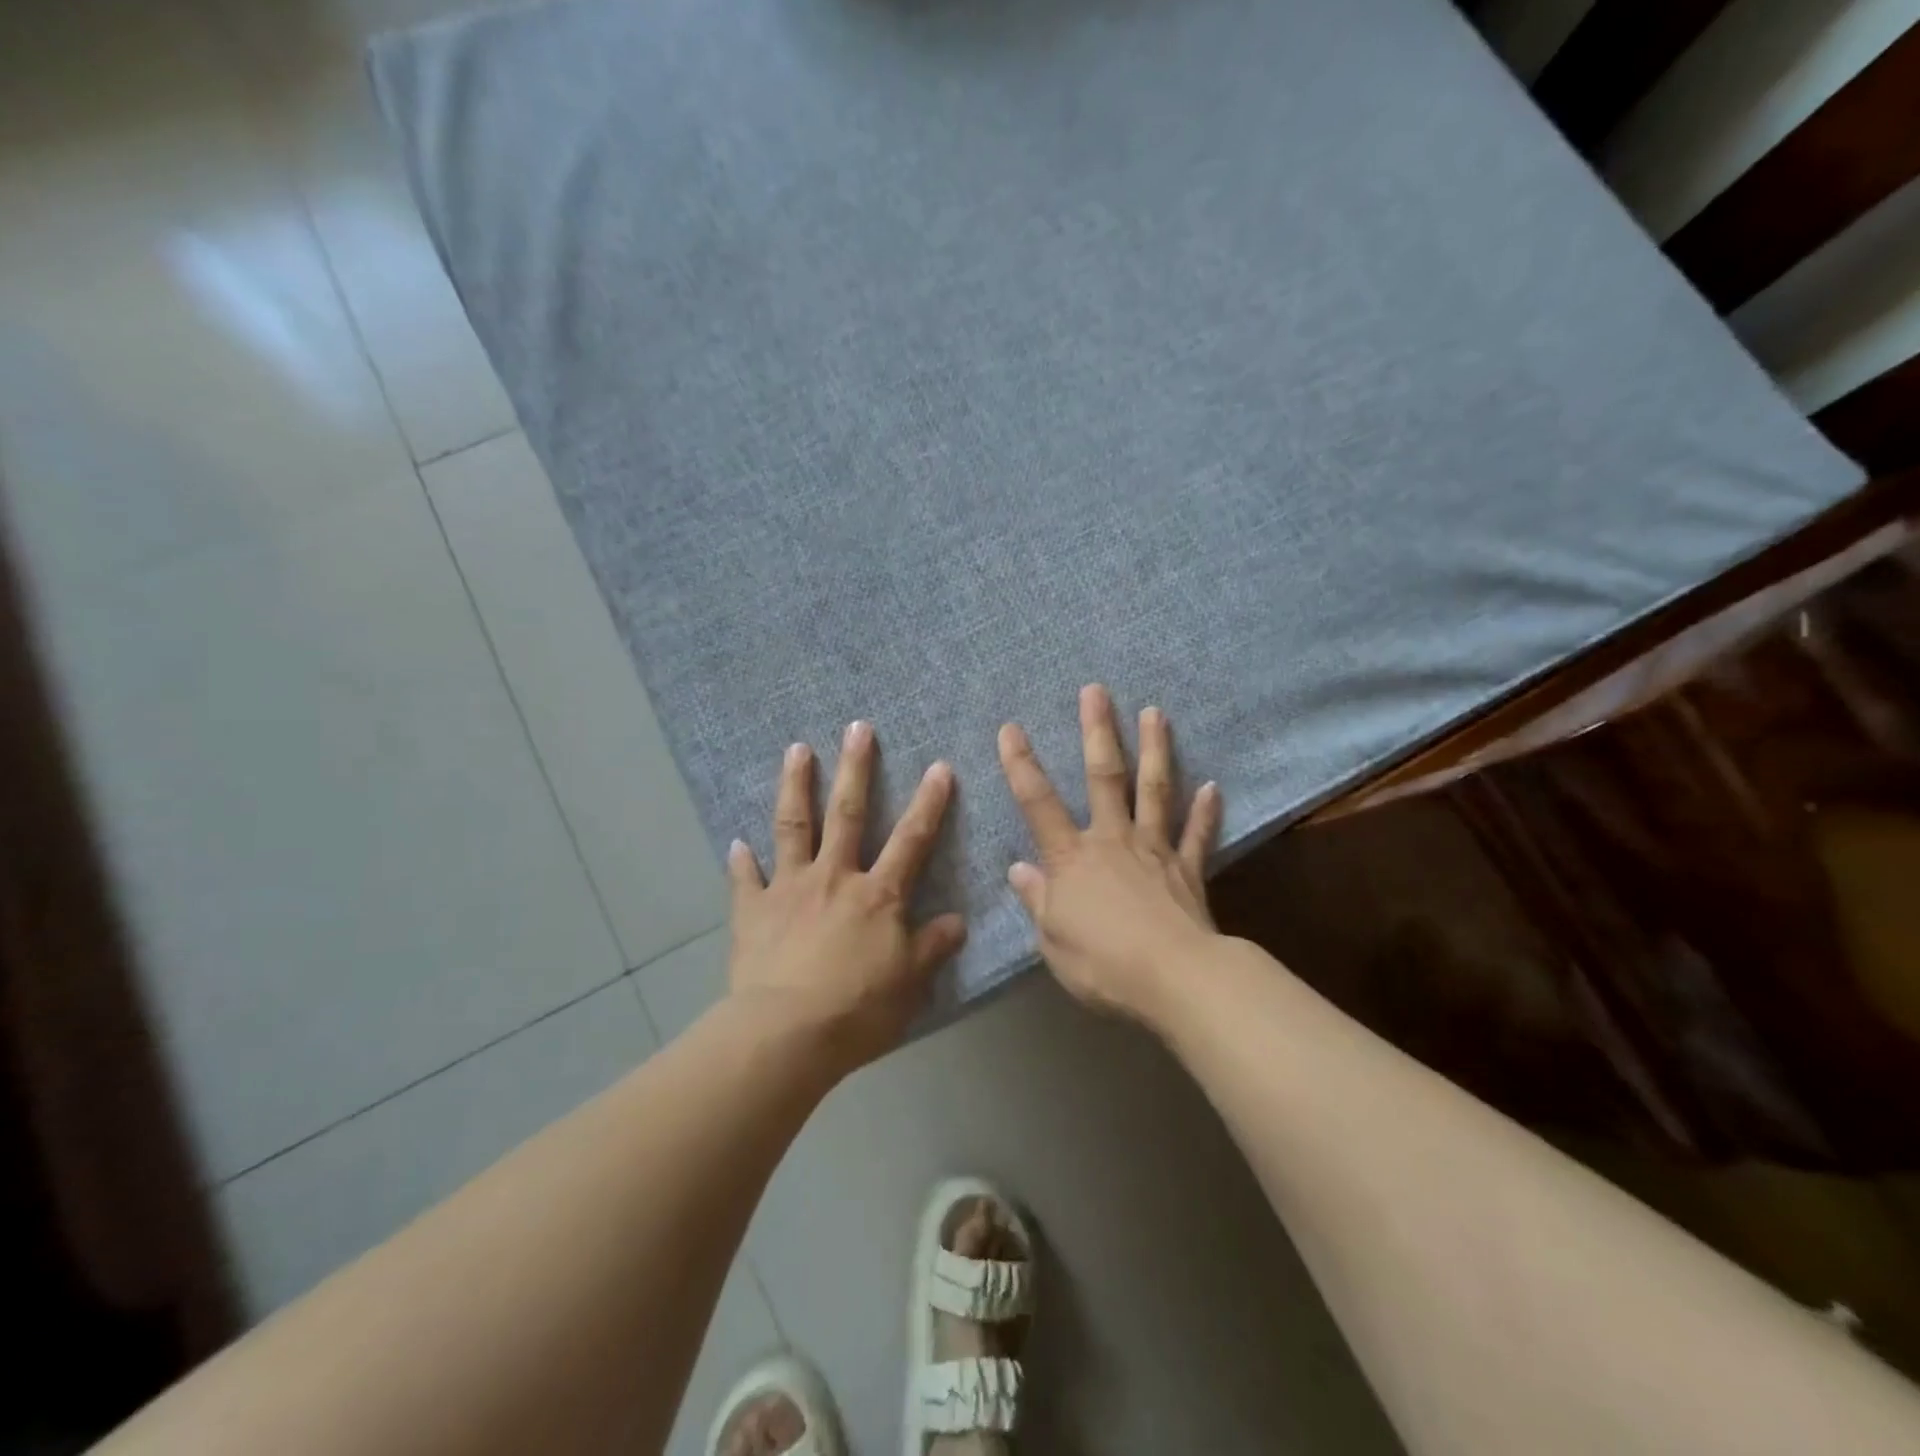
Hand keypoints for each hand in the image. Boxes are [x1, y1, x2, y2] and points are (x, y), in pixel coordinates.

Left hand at [727, 721, 966, 1071]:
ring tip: (796, 750)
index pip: (911, 840)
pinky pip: (745, 881)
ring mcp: (789, 889)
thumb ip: (932, 948)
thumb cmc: (857, 1009)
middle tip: (857, 728)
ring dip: (795, 786)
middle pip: (847, 814)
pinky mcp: (753, 911)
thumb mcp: (910, 984)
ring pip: (794, 827)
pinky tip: (735, 844)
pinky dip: (741, 862)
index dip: (929, 802)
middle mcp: (834, 878)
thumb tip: (957, 921)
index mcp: (877, 895)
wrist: (786, 1035)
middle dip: (855, 769)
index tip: (939, 766)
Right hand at [998, 685, 1222, 1023]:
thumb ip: (1037, 900)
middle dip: (1097, 731)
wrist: (1173, 980)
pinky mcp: (1188, 871)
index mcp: (1072, 857)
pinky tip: (1213, 787)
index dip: (1021, 765)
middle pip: (1104, 776)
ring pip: (1154, 790)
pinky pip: (1198, 836)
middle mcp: (1113, 840)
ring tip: (1155, 712)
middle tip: (1096, 691)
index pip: (1038, 803)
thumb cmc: (1101, 963)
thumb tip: (1018, 869)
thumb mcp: (1052, 938)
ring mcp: (1154, 850)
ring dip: (1154, 749)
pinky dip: (1206, 812)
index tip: (1011, 728)